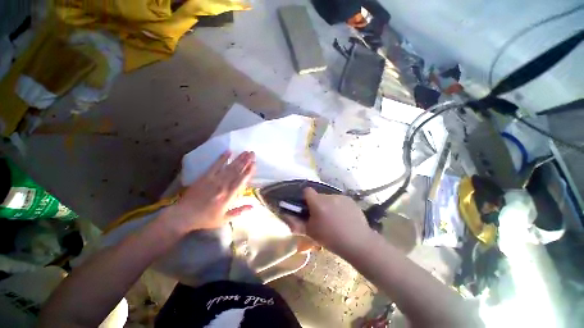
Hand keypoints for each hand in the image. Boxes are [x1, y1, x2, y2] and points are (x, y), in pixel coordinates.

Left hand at [161, 151, 255, 233]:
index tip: (254, 164)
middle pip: (236, 172)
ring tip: (245, 152)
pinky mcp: (205, 177)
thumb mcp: (224, 219)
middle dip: (245, 162)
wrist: (183, 216)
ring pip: (229, 168)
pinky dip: (222, 158)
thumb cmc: (205, 219)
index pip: (241, 182)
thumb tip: (253, 206)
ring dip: (238, 159)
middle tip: (252, 153)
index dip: (248, 172)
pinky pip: (215, 166)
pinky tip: (228, 151)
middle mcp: (222, 186)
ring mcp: (213, 180)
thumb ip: (239, 211)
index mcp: (228, 197)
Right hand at [284, 187, 373, 257]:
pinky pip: (339, 200)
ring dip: (328, 205)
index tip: (307, 207)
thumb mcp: (311, 233)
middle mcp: (329, 196)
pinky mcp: (350, 200)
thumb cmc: (331, 239)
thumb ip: (296, 224)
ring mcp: (341, 197)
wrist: (358, 243)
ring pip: (329, 198)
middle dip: (318, 204)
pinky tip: (344, 217)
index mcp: (318, 203)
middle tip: (321, 217)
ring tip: (334, 219)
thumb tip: (285, 216)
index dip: (305, 197)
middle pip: (319, 196)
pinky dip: (339, 206)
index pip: (307, 190)